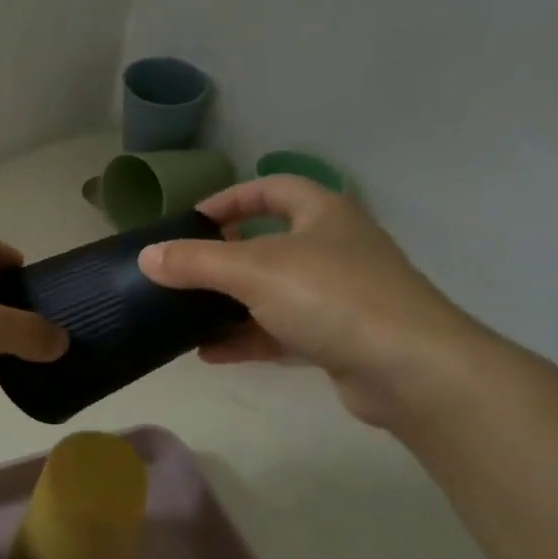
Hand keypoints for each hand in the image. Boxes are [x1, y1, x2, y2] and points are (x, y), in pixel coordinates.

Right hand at [136, 177, 484, 428]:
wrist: (411, 370)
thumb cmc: (332, 297)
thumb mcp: (254, 271)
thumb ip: (196, 262)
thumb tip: (146, 256)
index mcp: (323, 214)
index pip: (271, 188)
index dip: (230, 198)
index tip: (191, 220)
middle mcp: (333, 248)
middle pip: (268, 243)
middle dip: (224, 258)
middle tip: (185, 272)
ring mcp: (339, 296)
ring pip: (273, 292)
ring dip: (231, 304)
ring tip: (186, 317)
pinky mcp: (339, 338)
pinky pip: (282, 331)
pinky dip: (247, 338)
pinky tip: (210, 353)